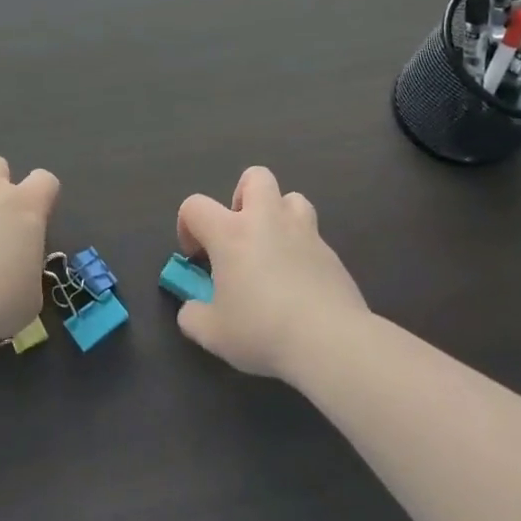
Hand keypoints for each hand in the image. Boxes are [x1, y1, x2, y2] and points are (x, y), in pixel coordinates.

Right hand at [174, 166, 368, 381]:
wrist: (331, 343)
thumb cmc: (262, 331)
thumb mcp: (211, 333)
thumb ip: (192, 315)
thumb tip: (193, 309)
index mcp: (230, 233)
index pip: (195, 206)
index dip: (187, 226)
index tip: (197, 257)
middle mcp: (267, 220)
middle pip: (256, 177)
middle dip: (242, 196)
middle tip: (239, 234)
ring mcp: (305, 233)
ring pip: (292, 199)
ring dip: (278, 216)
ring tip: (273, 251)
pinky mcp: (332, 254)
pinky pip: (312, 236)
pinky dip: (301, 250)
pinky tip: (299, 283)